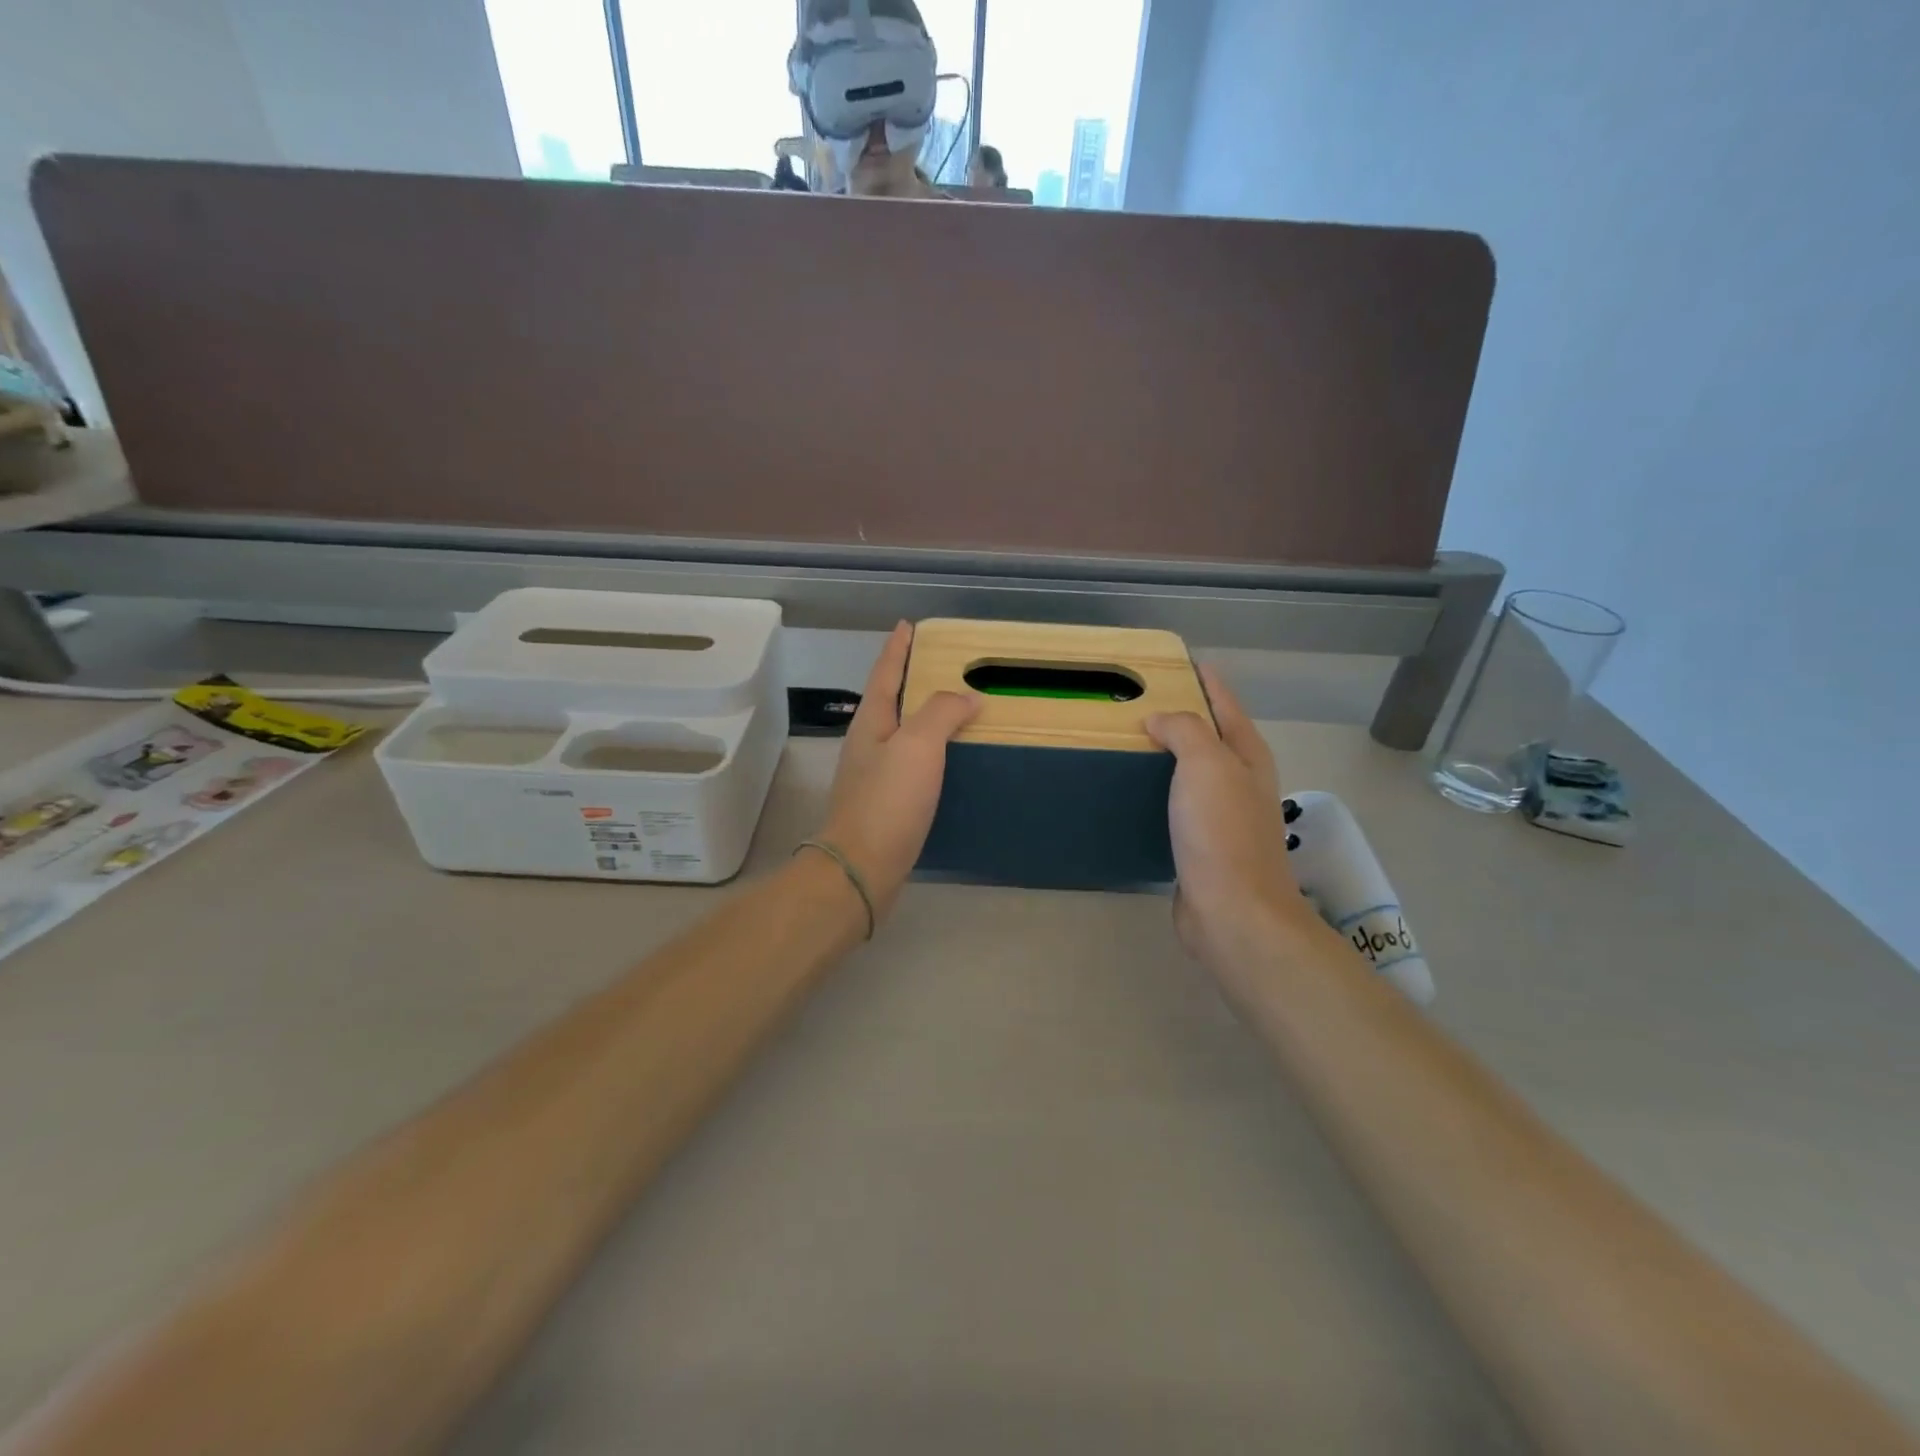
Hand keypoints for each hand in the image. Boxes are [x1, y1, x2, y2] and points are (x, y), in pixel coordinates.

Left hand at [818, 622, 979, 918]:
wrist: (862, 867)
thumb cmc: (887, 801)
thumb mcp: (917, 746)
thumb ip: (941, 713)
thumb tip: (966, 697)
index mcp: (871, 723)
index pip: (884, 673)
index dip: (897, 648)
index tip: (908, 625)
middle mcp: (868, 744)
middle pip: (890, 701)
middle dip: (912, 679)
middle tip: (945, 665)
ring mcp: (875, 776)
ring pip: (903, 733)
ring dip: (924, 716)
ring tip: (956, 708)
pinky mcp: (887, 804)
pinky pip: (913, 763)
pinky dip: (932, 751)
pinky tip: (950, 760)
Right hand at [1146, 666, 1315, 966]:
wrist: (1232, 911)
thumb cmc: (1222, 832)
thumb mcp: (1206, 764)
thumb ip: (1184, 730)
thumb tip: (1159, 720)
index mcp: (1246, 754)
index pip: (1224, 702)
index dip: (1204, 679)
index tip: (1174, 661)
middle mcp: (1239, 780)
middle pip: (1208, 735)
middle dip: (1179, 714)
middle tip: (1134, 700)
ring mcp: (1222, 814)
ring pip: (1190, 770)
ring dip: (1165, 754)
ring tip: (1126, 740)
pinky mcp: (1201, 843)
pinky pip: (1176, 802)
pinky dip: (1157, 789)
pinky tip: (1131, 790)